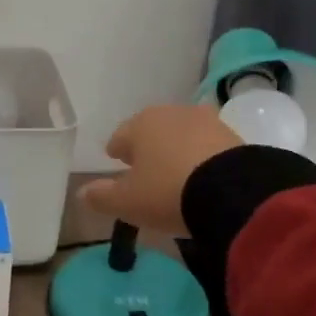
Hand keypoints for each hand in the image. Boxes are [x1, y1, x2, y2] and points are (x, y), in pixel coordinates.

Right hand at [77, 105, 241, 235]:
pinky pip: (208, 145)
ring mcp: (206, 121)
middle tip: (145, 168)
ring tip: (175, 172)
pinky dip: (201, 157)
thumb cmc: (167, 192)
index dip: (117, 151)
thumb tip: (81, 192)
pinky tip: (201, 175)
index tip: (117, 161)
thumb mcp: (128, 202)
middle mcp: (172, 114)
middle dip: (147, 147)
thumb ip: (101, 196)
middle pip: (152, 131)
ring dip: (176, 149)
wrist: (232, 192)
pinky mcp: (233, 136)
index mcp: (140, 124)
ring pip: (181, 135)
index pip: (120, 136)